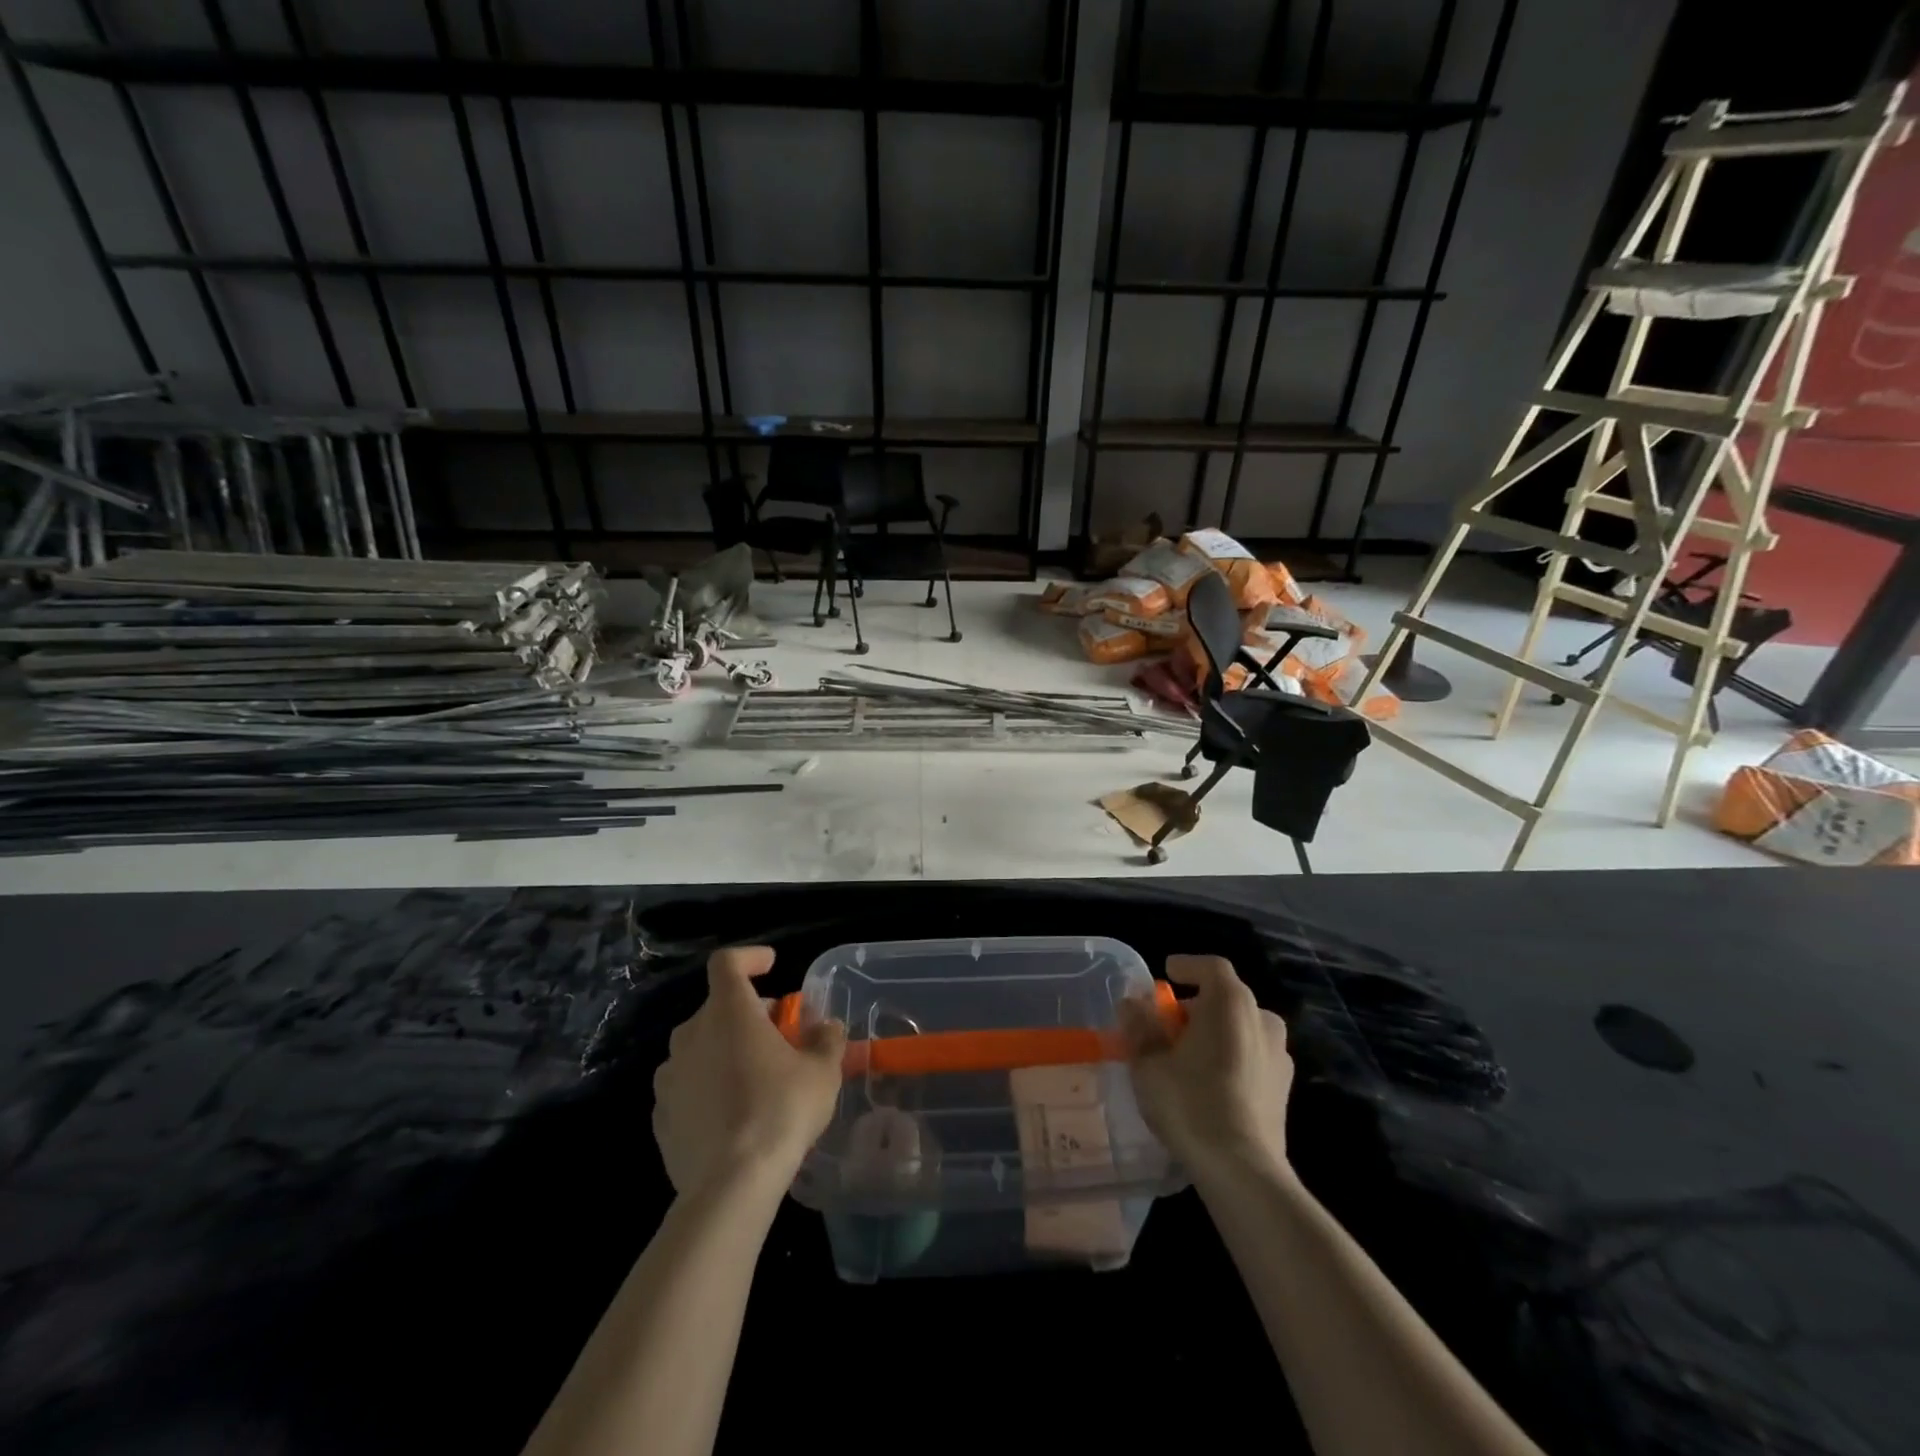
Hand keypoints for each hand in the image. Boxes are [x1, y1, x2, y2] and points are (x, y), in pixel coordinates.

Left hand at [652, 946, 847, 1197]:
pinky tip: (732, 1114)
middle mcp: (691, 1035)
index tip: (771, 965)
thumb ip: (827, 1039)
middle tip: (779, 1035)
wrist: (729, 1185)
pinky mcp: (661, 1117)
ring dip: (726, 1050)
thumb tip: (827, 1027)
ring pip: (700, 1047)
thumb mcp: (822, 1071)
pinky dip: (708, 1086)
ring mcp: (670, 1077)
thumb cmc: (780, 1110)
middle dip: (748, 1013)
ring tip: (755, 1077)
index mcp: (728, 1012)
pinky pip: (687, 1086)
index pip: (727, 962)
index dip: (750, 958)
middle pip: (718, 1007)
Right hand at [1120, 954, 1292, 1176]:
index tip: (1167, 974)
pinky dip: (1231, 1057)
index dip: (1187, 966)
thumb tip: (1132, 1004)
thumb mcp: (1148, 1063)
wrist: (1242, 1169)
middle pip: (1226, 999)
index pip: (1211, 967)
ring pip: (1242, 1029)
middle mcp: (1262, 1019)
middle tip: (1168, 1026)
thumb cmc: (1190, 1103)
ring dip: (1215, 1033)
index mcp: (1231, 1003)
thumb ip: (1139, 1027)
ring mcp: (1279, 1055)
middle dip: (1196, 1006)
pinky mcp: (1284, 1088)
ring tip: (1187, 1056)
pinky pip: (1252, 1056)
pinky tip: (1210, 1083)